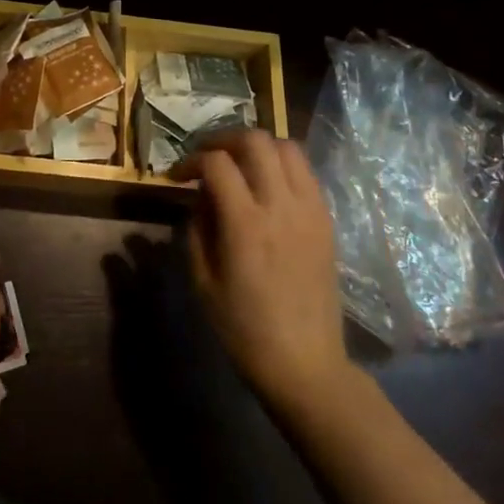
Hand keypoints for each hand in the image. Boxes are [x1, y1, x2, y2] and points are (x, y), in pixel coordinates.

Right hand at [184, 132, 348, 412]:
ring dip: (256, 146)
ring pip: (285, 146)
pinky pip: (305, 171)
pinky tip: (266, 185)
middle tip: (206, 157)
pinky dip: (281, 164)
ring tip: (238, 164)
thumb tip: (199, 196)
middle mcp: (281, 206)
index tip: (177, 175)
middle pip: (255, 140)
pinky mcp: (325, 220)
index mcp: (246, 224)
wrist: (305, 364)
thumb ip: (197, 229)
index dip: (191, 160)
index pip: (217, 163)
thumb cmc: (244, 330)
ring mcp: (309, 210)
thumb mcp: (203, 282)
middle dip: (223, 139)